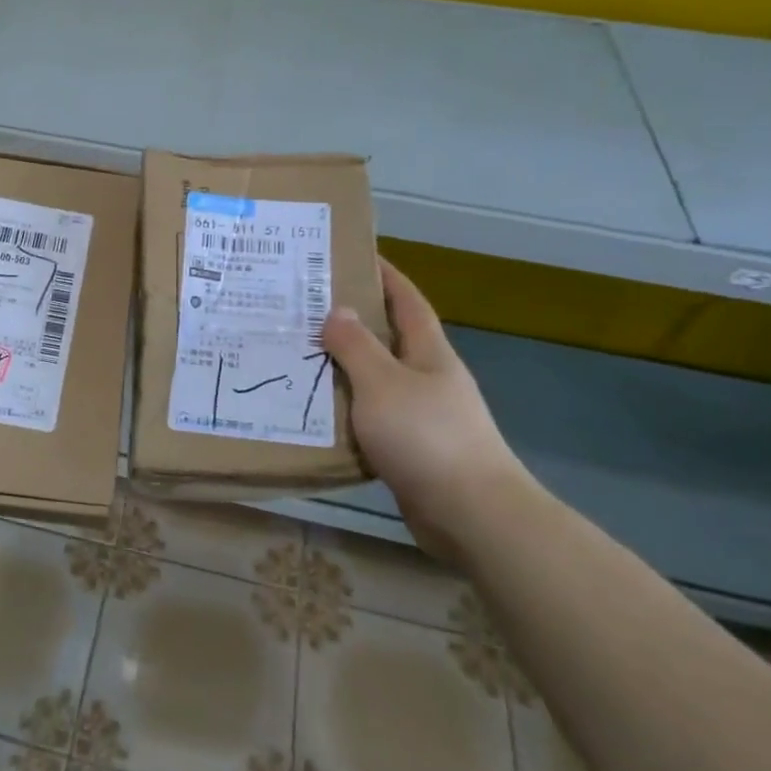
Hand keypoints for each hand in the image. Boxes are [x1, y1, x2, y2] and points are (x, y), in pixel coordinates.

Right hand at [322, 259, 536, 565]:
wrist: (471, 514)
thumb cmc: (427, 436)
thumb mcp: (383, 383)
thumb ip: (357, 347)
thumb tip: (337, 311)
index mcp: (429, 352)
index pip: (407, 300)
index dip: (385, 275)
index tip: (355, 255)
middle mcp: (428, 378)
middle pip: (389, 338)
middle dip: (354, 321)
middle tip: (306, 308)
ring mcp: (423, 416)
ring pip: (376, 381)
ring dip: (344, 369)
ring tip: (299, 356)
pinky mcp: (412, 450)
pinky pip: (372, 419)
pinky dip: (347, 411)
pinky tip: (317, 412)